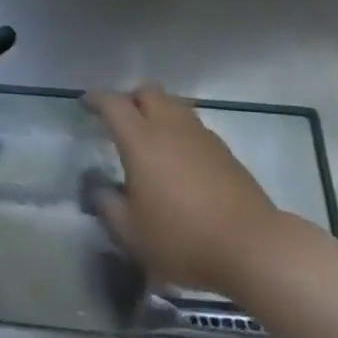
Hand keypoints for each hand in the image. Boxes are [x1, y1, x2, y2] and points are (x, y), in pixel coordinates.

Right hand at [86, 84, 281, 296]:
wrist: (251, 246)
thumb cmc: (182, 238)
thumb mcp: (132, 233)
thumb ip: (108, 206)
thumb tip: (100, 189)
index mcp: (141, 140)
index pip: (113, 104)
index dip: (96, 99)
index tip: (86, 103)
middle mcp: (169, 126)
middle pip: (147, 91)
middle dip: (130, 98)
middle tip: (120, 120)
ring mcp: (200, 134)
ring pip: (173, 104)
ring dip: (157, 111)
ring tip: (149, 138)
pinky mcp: (223, 149)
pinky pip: (192, 125)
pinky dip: (178, 130)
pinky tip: (178, 158)